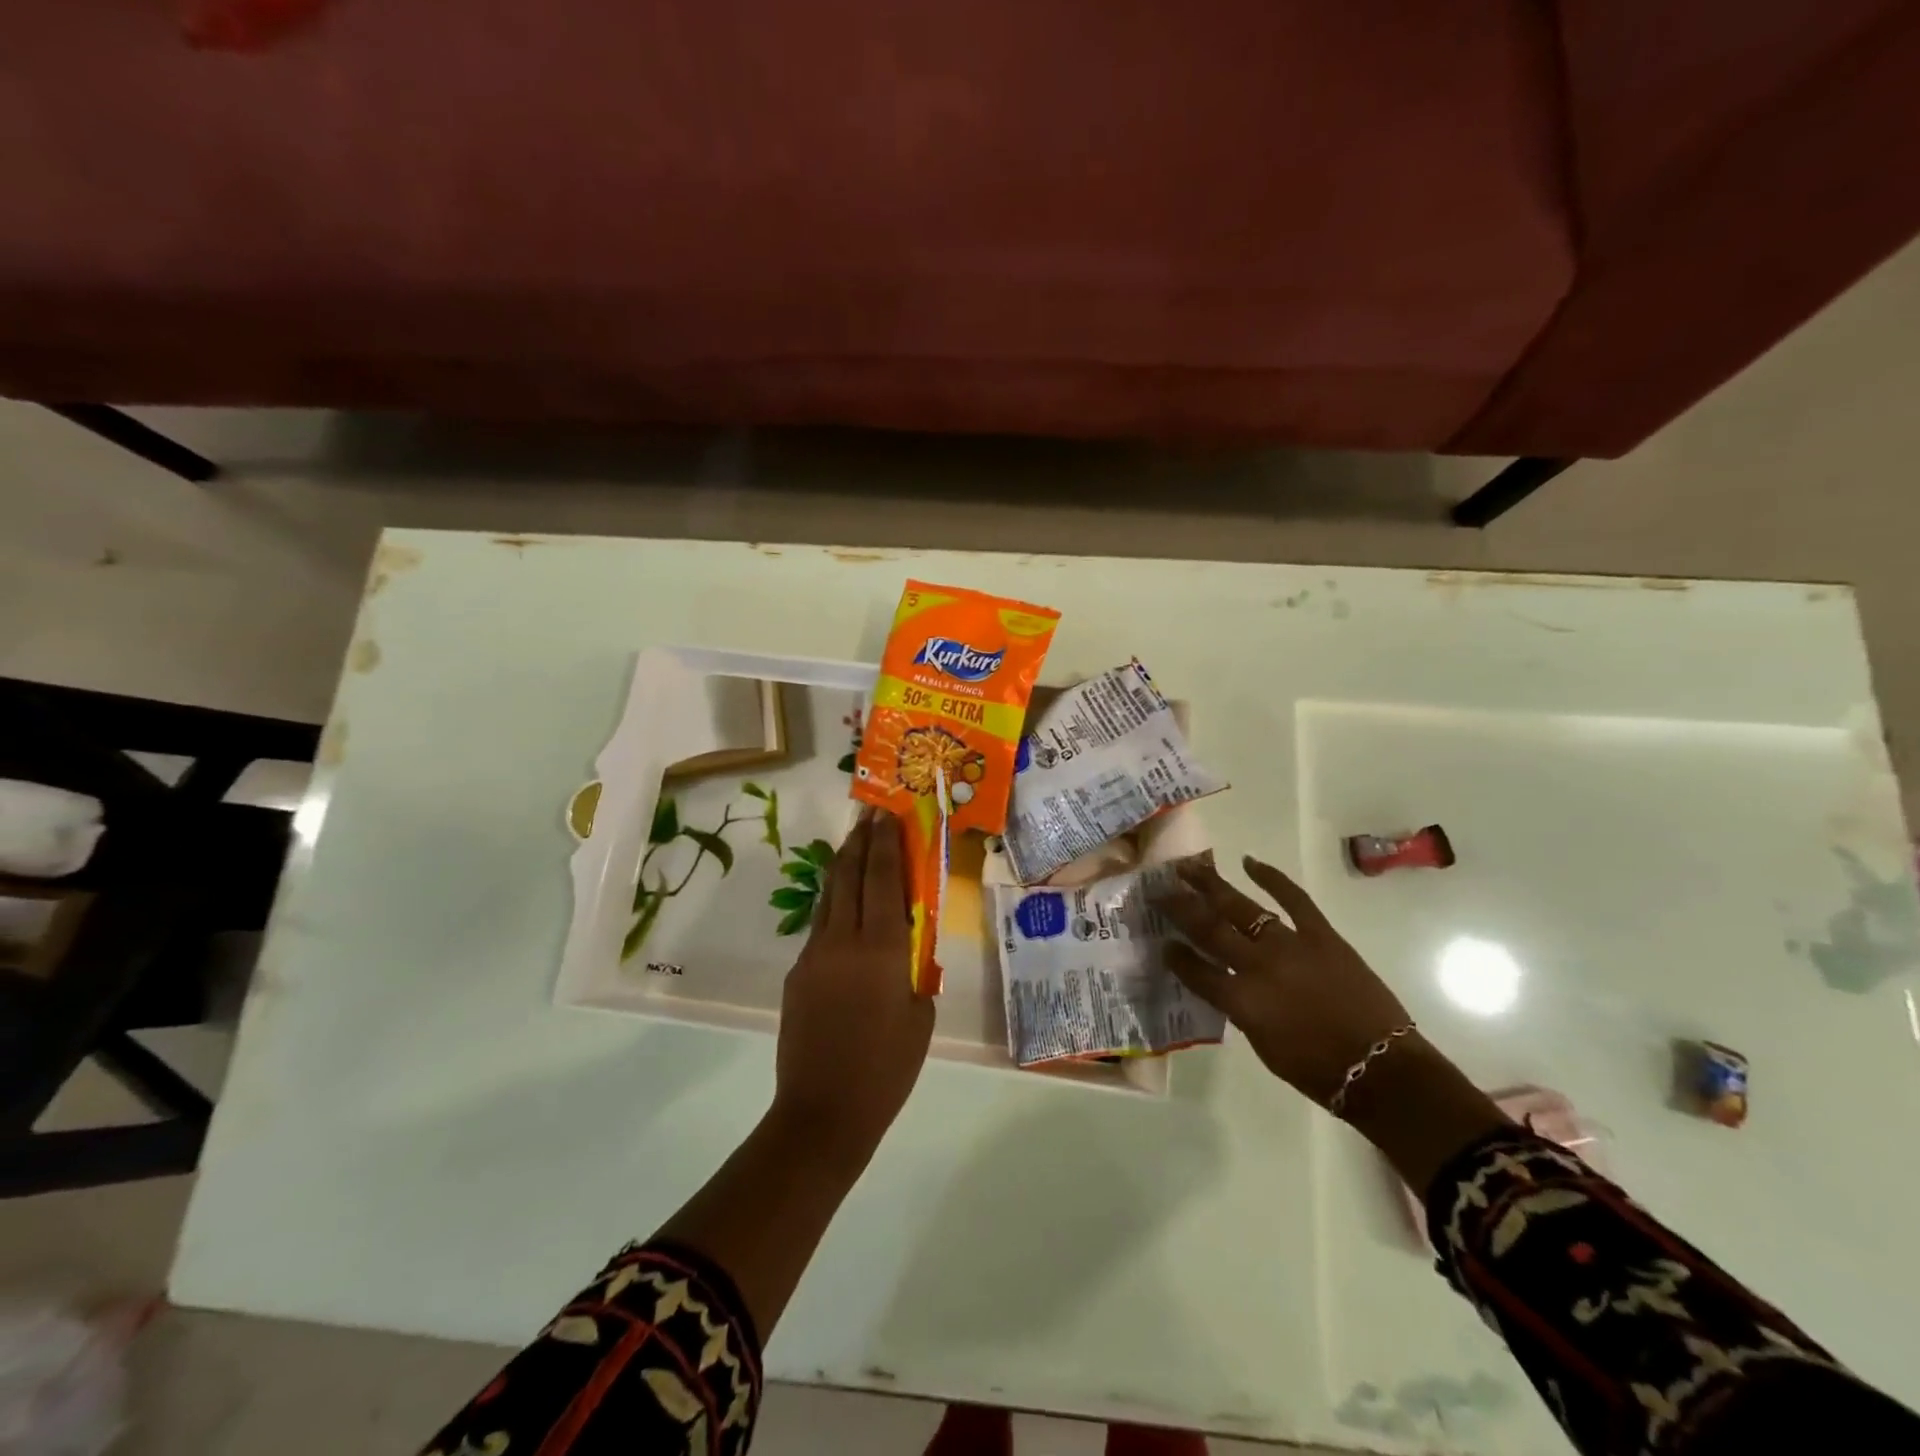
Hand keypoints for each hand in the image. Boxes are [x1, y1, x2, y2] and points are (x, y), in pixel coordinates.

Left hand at [771, 807, 934, 1170]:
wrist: (823, 1112)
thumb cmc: (888, 1068)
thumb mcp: (920, 1014)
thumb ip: (915, 967)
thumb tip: (907, 940)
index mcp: (881, 949)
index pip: (882, 878)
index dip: (884, 842)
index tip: (886, 814)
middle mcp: (842, 941)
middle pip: (847, 876)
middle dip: (858, 842)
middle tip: (868, 816)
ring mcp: (814, 955)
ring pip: (828, 898)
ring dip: (842, 868)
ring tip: (854, 847)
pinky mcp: (797, 974)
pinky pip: (819, 928)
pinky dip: (834, 906)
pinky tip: (844, 910)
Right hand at [1154, 856, 1411, 1104]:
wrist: (1382, 1069)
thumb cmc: (1318, 1070)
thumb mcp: (1263, 1046)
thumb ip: (1239, 1009)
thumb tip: (1226, 985)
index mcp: (1241, 1000)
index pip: (1195, 970)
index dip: (1175, 956)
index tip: (1161, 942)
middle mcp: (1258, 965)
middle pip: (1209, 928)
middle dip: (1180, 907)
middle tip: (1160, 890)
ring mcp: (1290, 945)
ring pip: (1241, 907)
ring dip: (1212, 885)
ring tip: (1190, 868)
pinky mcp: (1321, 935)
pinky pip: (1294, 899)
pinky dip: (1271, 878)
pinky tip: (1250, 862)